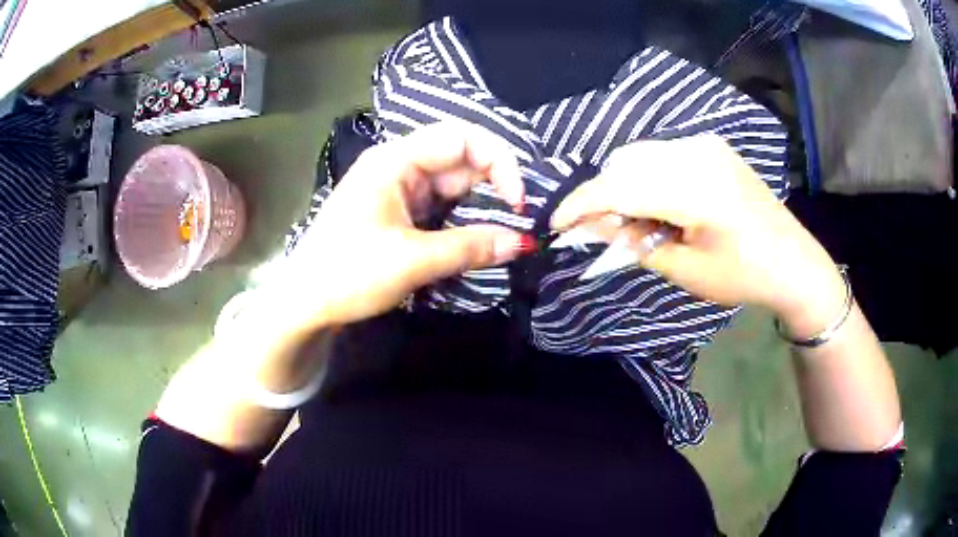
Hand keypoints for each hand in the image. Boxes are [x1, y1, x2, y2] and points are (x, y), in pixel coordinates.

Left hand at [270, 122, 528, 329]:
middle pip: (460, 159)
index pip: (461, 137)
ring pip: (453, 186)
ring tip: (506, 230)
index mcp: (395, 160)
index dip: (499, 161)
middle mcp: (398, 166)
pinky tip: (478, 237)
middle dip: (494, 185)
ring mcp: (397, 190)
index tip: (518, 201)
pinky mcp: (398, 214)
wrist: (304, 304)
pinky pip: (441, 208)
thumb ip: (470, 248)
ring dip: (481, 206)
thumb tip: (522, 243)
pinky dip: (463, 221)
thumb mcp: (412, 261)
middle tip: (520, 219)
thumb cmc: (347, 274)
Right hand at [551, 134, 844, 338]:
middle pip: (625, 163)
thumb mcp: (685, 269)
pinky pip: (663, 154)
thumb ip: (634, 242)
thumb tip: (593, 225)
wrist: (794, 262)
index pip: (618, 186)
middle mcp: (696, 152)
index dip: (581, 204)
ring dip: (625, 185)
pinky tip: (659, 205)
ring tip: (634, 222)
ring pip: (641, 155)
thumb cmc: (743, 276)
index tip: (556, 224)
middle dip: (603, 195)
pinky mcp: (713, 146)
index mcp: (694, 187)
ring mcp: (706, 144)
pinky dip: (648, 176)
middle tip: (600, 231)